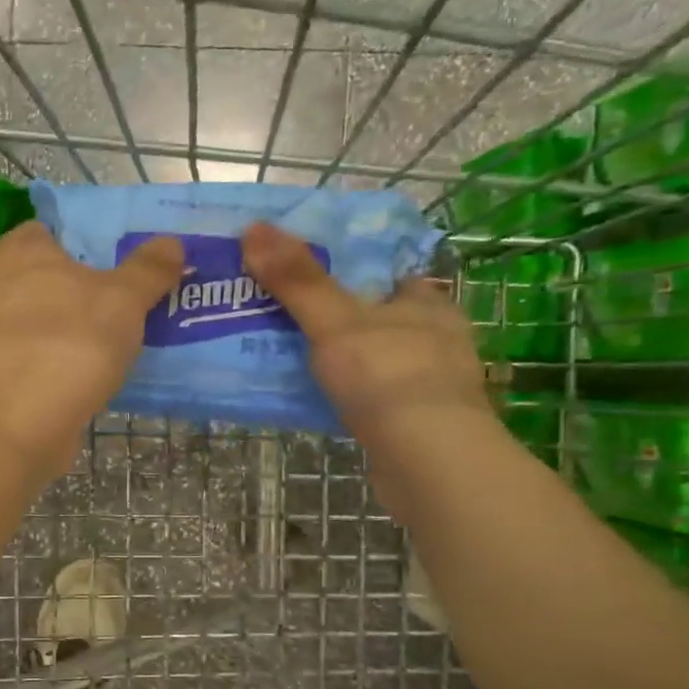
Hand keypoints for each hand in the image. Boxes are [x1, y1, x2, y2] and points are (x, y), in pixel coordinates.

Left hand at [0, 222, 182, 479]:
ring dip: (56, 333)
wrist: (11, 424)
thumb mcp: (123, 301)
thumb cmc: (69, 344)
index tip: (112, 268)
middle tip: (113, 310)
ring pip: (27, 322)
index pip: (48, 232)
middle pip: (37, 278)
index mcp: (19, 250)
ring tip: (99, 350)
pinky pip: (20, 360)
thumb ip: (147, 270)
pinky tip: (71, 383)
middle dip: (69, 292)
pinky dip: (42, 367)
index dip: (80, 246)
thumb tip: (171, 243)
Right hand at [241, 221, 489, 453]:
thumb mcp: (334, 321)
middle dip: (341, 320)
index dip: (353, 272)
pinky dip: (349, 397)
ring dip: (344, 361)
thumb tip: (253, 227)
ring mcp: (430, 385)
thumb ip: (297, 279)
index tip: (309, 276)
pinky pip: (375, 399)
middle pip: (380, 319)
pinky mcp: (418, 425)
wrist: (427, 461)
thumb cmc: (388, 376)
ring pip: (377, 361)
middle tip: (287, 319)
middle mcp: (436, 339)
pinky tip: (319, 401)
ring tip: (293, 359)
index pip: (390, 276)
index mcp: (426, 304)